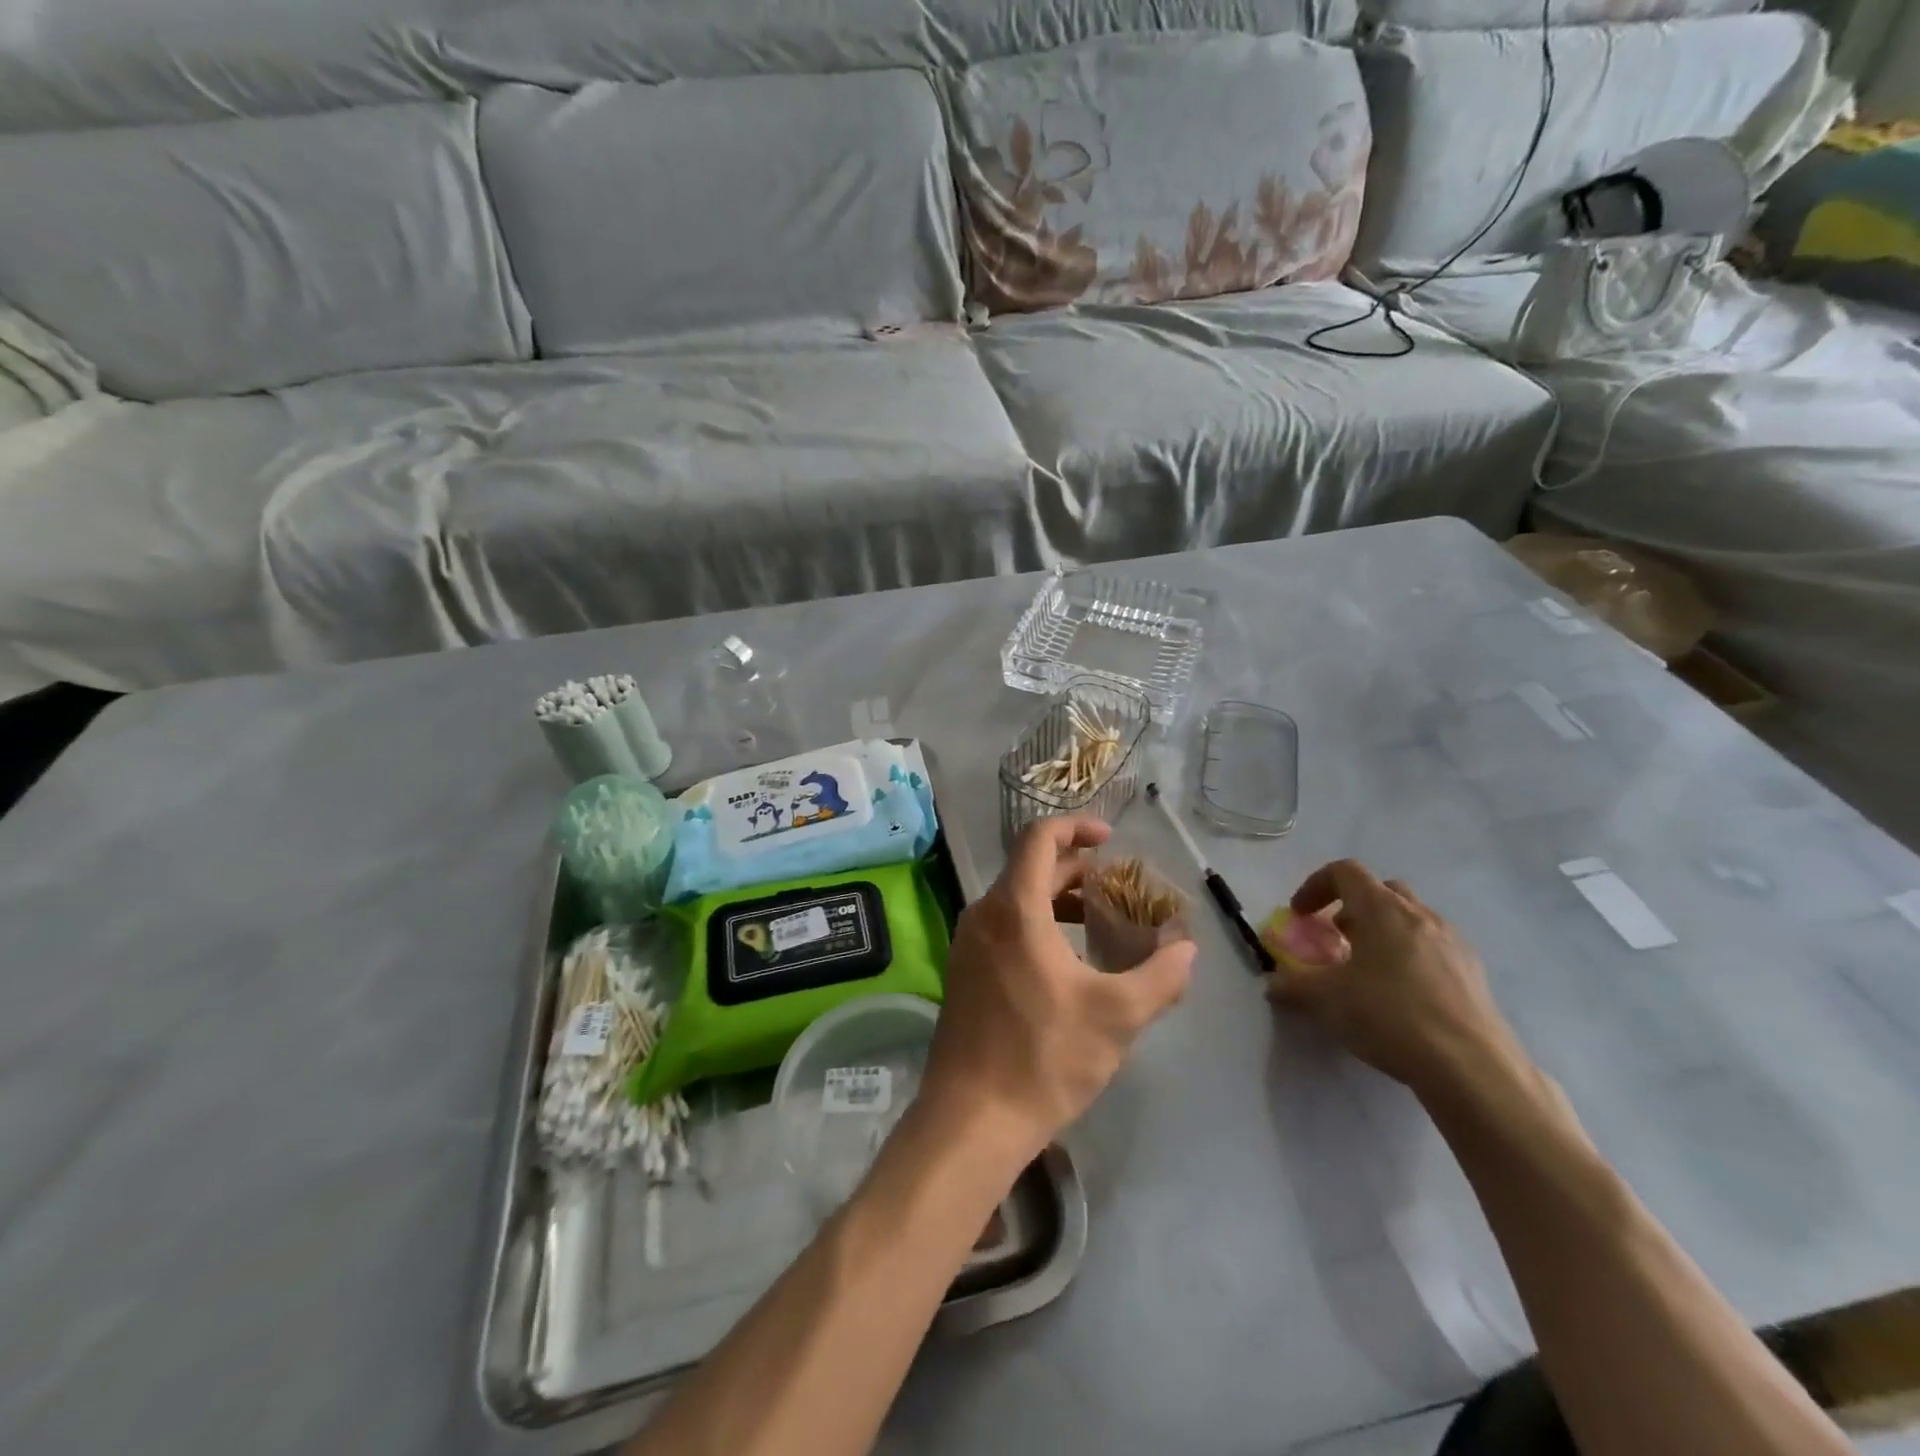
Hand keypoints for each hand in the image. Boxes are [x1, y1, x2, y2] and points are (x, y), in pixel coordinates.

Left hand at [922, 816, 1196, 1160]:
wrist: (971, 1118)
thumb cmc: (1043, 1057)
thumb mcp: (1116, 1017)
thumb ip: (1160, 977)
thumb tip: (1188, 951)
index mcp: (1014, 908)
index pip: (1039, 838)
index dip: (1076, 827)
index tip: (1109, 839)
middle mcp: (983, 914)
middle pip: (1030, 869)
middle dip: (1076, 871)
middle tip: (1117, 889)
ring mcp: (967, 943)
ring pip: (1016, 899)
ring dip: (1057, 900)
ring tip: (1098, 924)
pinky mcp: (963, 970)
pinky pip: (1002, 926)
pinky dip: (1036, 924)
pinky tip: (1065, 961)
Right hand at [1265, 859, 1529, 1102]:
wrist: (1472, 1067)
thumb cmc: (1390, 1016)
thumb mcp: (1327, 1000)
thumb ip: (1294, 985)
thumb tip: (1273, 984)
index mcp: (1382, 909)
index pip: (1345, 872)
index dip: (1316, 886)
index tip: (1301, 914)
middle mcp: (1420, 915)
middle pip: (1381, 890)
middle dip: (1353, 907)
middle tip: (1336, 937)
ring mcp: (1453, 942)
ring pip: (1411, 918)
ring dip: (1383, 931)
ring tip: (1368, 969)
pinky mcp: (1474, 972)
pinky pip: (1433, 947)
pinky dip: (1410, 955)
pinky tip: (1403, 995)